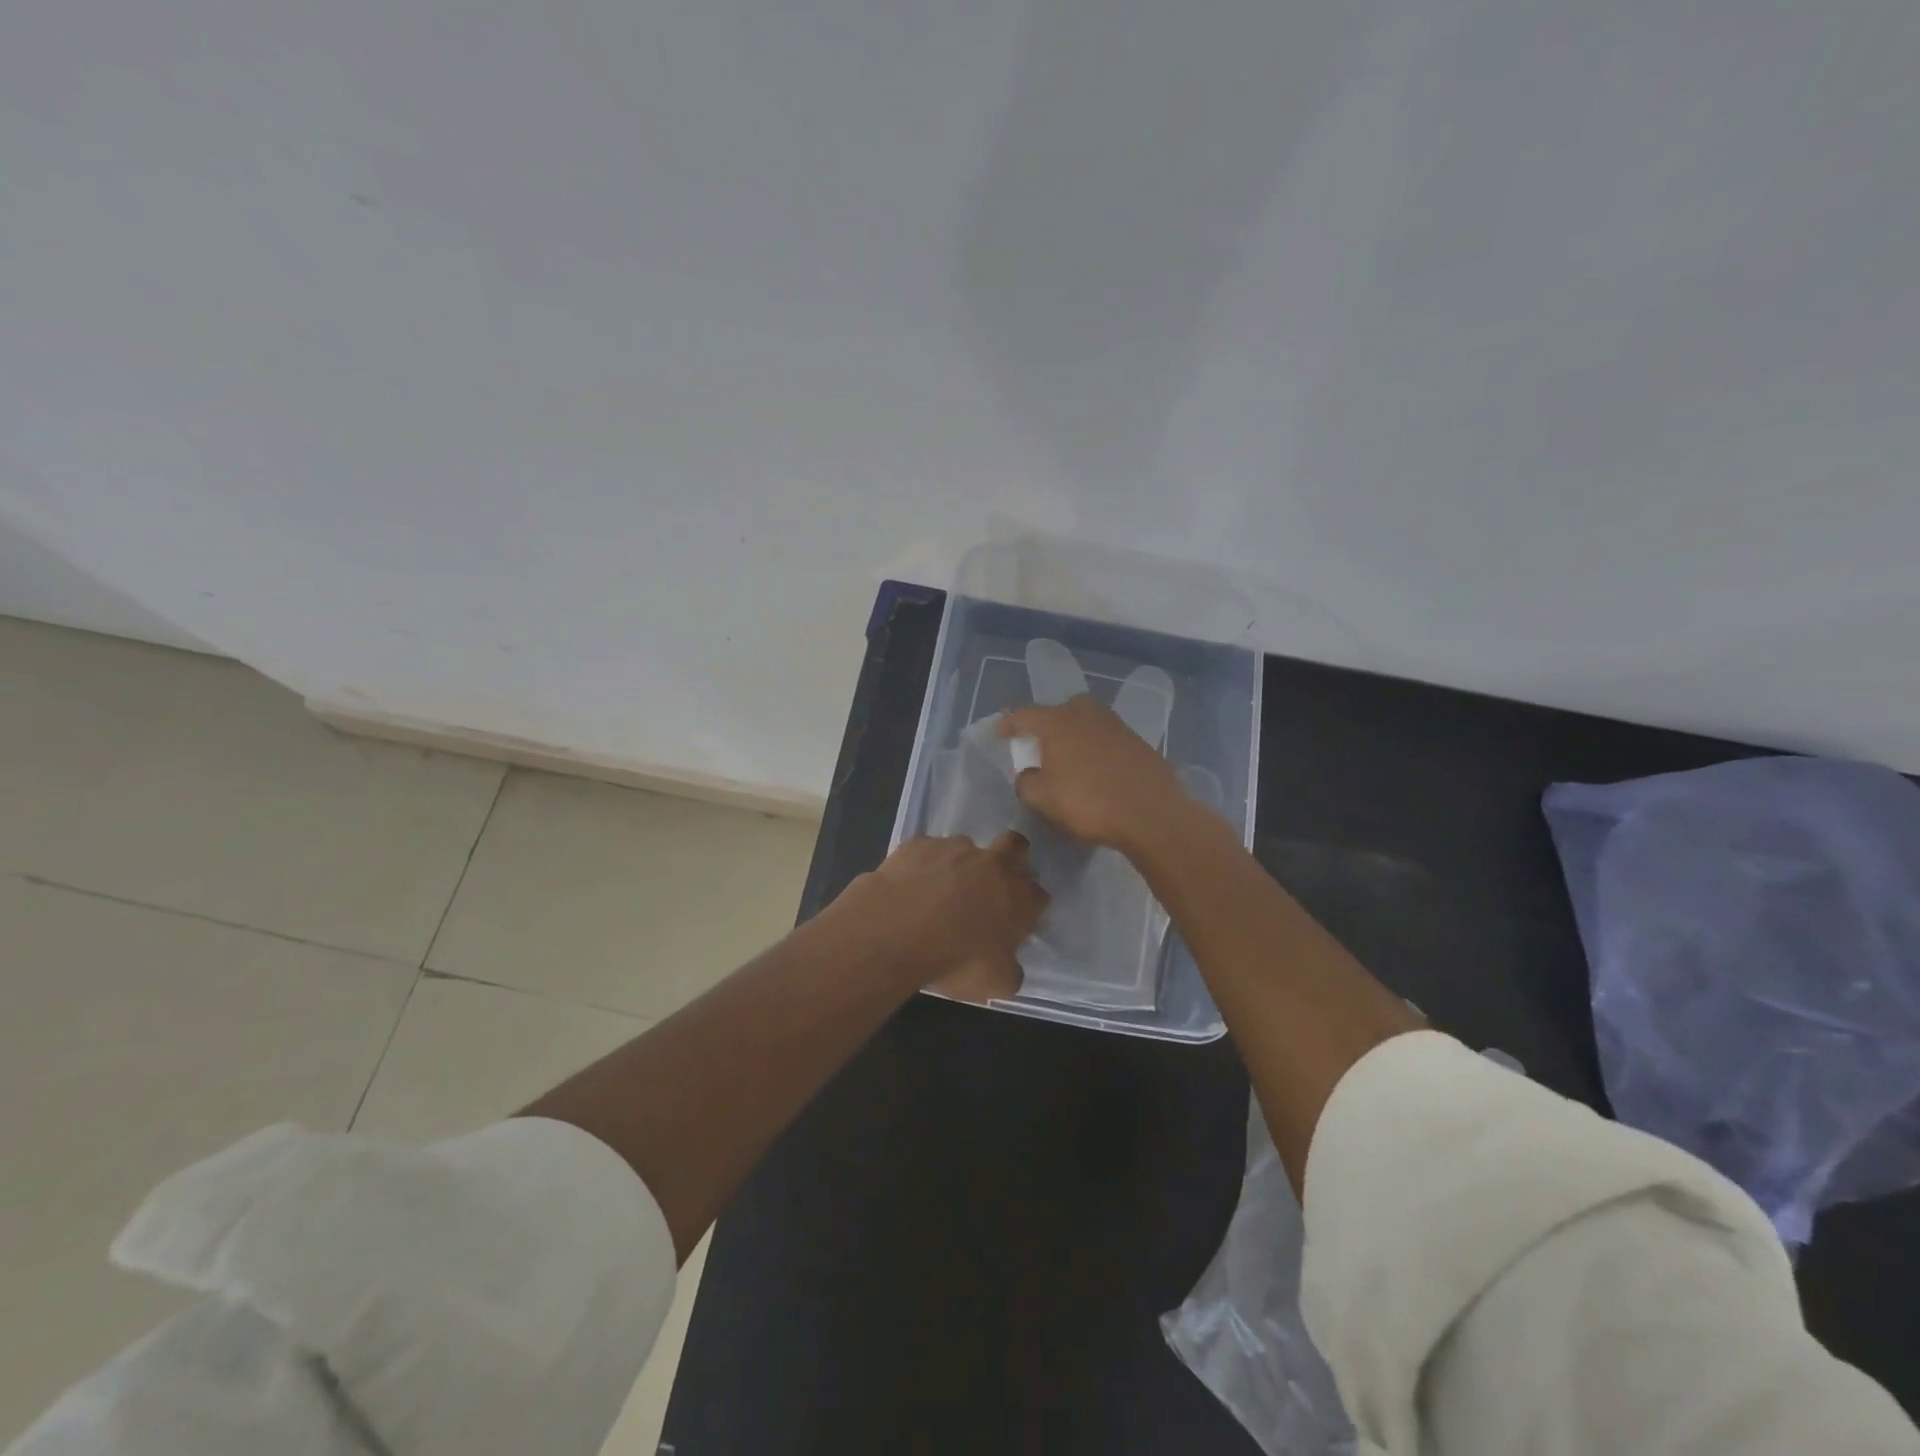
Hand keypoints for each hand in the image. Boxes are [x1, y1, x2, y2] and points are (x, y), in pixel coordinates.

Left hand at [832, 832, 1046, 1001]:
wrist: (897, 930)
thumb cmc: (956, 960)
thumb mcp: (995, 984)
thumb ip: (1010, 970)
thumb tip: (1009, 965)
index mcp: (1019, 898)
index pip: (1038, 894)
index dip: (1029, 905)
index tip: (1015, 920)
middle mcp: (993, 864)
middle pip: (1016, 845)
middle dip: (1011, 856)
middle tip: (991, 882)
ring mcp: (955, 848)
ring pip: (966, 847)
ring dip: (959, 864)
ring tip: (937, 890)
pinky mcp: (919, 843)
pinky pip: (926, 850)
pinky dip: (922, 864)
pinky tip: (908, 885)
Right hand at [997, 696, 1189, 854]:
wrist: (1151, 814)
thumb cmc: (1088, 802)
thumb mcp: (1043, 799)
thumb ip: (1026, 782)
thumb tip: (1029, 774)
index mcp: (1058, 722)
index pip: (1024, 715)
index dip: (1008, 723)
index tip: (999, 733)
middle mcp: (1087, 714)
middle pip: (1060, 710)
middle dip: (1047, 723)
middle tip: (1039, 744)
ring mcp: (1116, 726)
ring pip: (1086, 722)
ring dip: (1074, 735)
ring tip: (1068, 758)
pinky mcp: (1138, 742)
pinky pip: (1106, 739)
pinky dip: (1096, 749)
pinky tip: (1096, 770)